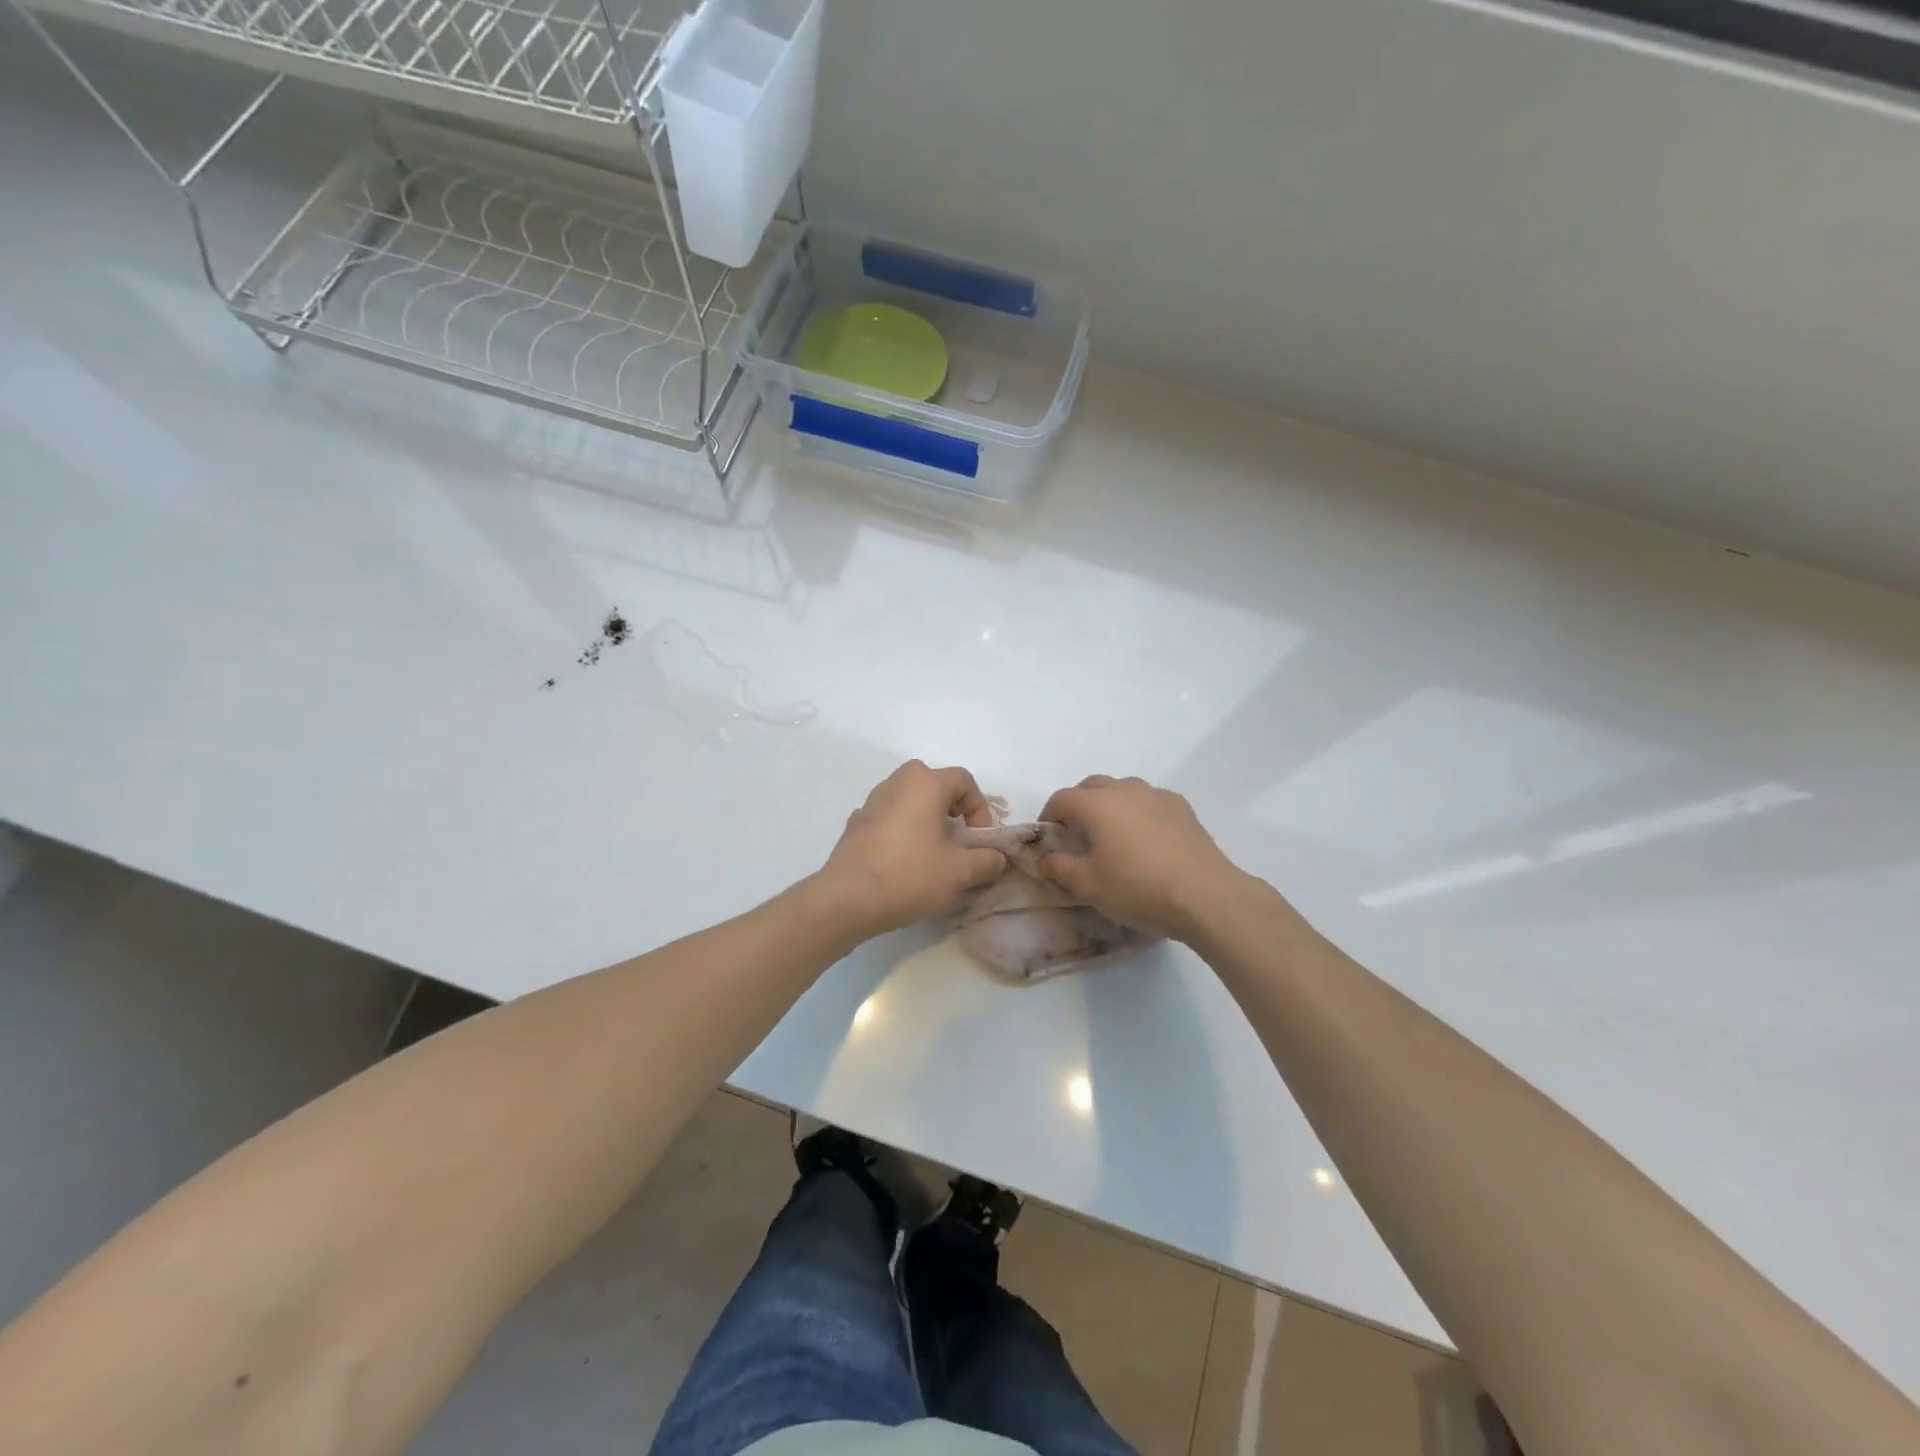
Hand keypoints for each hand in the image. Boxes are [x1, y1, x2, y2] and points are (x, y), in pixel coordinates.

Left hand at [815, 761, 1007, 939]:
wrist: (848, 899)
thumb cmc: (910, 875)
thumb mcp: (961, 872)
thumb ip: (988, 860)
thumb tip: (996, 858)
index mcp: (925, 783)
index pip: (965, 781)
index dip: (980, 809)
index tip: (980, 840)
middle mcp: (897, 782)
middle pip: (935, 785)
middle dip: (952, 811)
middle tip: (958, 842)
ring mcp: (871, 801)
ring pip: (910, 801)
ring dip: (927, 820)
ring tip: (932, 855)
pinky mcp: (856, 823)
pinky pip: (889, 818)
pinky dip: (902, 832)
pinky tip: (903, 863)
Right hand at [1037, 776, 1247, 941]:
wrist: (1206, 896)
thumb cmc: (1138, 888)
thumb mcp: (1088, 886)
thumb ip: (1057, 868)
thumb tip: (1043, 858)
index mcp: (1097, 804)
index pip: (1061, 799)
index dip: (1049, 817)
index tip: (1049, 840)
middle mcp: (1126, 790)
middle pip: (1092, 786)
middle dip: (1078, 805)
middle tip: (1077, 836)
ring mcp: (1158, 796)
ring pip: (1124, 791)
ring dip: (1110, 806)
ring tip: (1113, 836)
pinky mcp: (1183, 809)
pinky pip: (1150, 802)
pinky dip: (1140, 813)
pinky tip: (1146, 840)